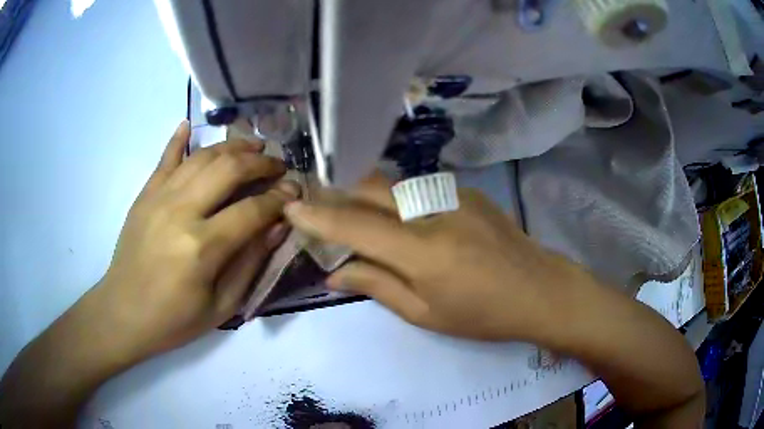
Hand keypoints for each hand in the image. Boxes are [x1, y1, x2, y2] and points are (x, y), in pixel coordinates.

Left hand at [96, 120, 299, 362]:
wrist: (124, 313)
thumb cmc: (174, 319)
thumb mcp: (222, 306)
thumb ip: (250, 263)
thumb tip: (278, 226)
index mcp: (203, 247)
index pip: (252, 210)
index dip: (279, 199)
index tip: (295, 192)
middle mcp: (181, 211)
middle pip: (229, 170)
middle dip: (261, 163)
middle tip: (278, 166)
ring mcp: (159, 197)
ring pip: (203, 157)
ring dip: (233, 146)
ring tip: (253, 145)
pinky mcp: (145, 195)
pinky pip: (165, 158)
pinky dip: (179, 139)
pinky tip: (189, 124)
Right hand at [285, 173, 580, 340]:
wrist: (539, 289)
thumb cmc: (483, 314)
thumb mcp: (425, 314)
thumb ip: (377, 286)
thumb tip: (334, 274)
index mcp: (422, 251)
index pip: (355, 226)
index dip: (318, 217)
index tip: (291, 208)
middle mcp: (434, 211)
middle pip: (371, 188)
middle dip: (339, 194)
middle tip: (321, 208)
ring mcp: (453, 194)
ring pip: (393, 184)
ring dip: (367, 197)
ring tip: (357, 216)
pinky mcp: (466, 191)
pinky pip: (417, 189)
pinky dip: (396, 200)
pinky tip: (403, 219)